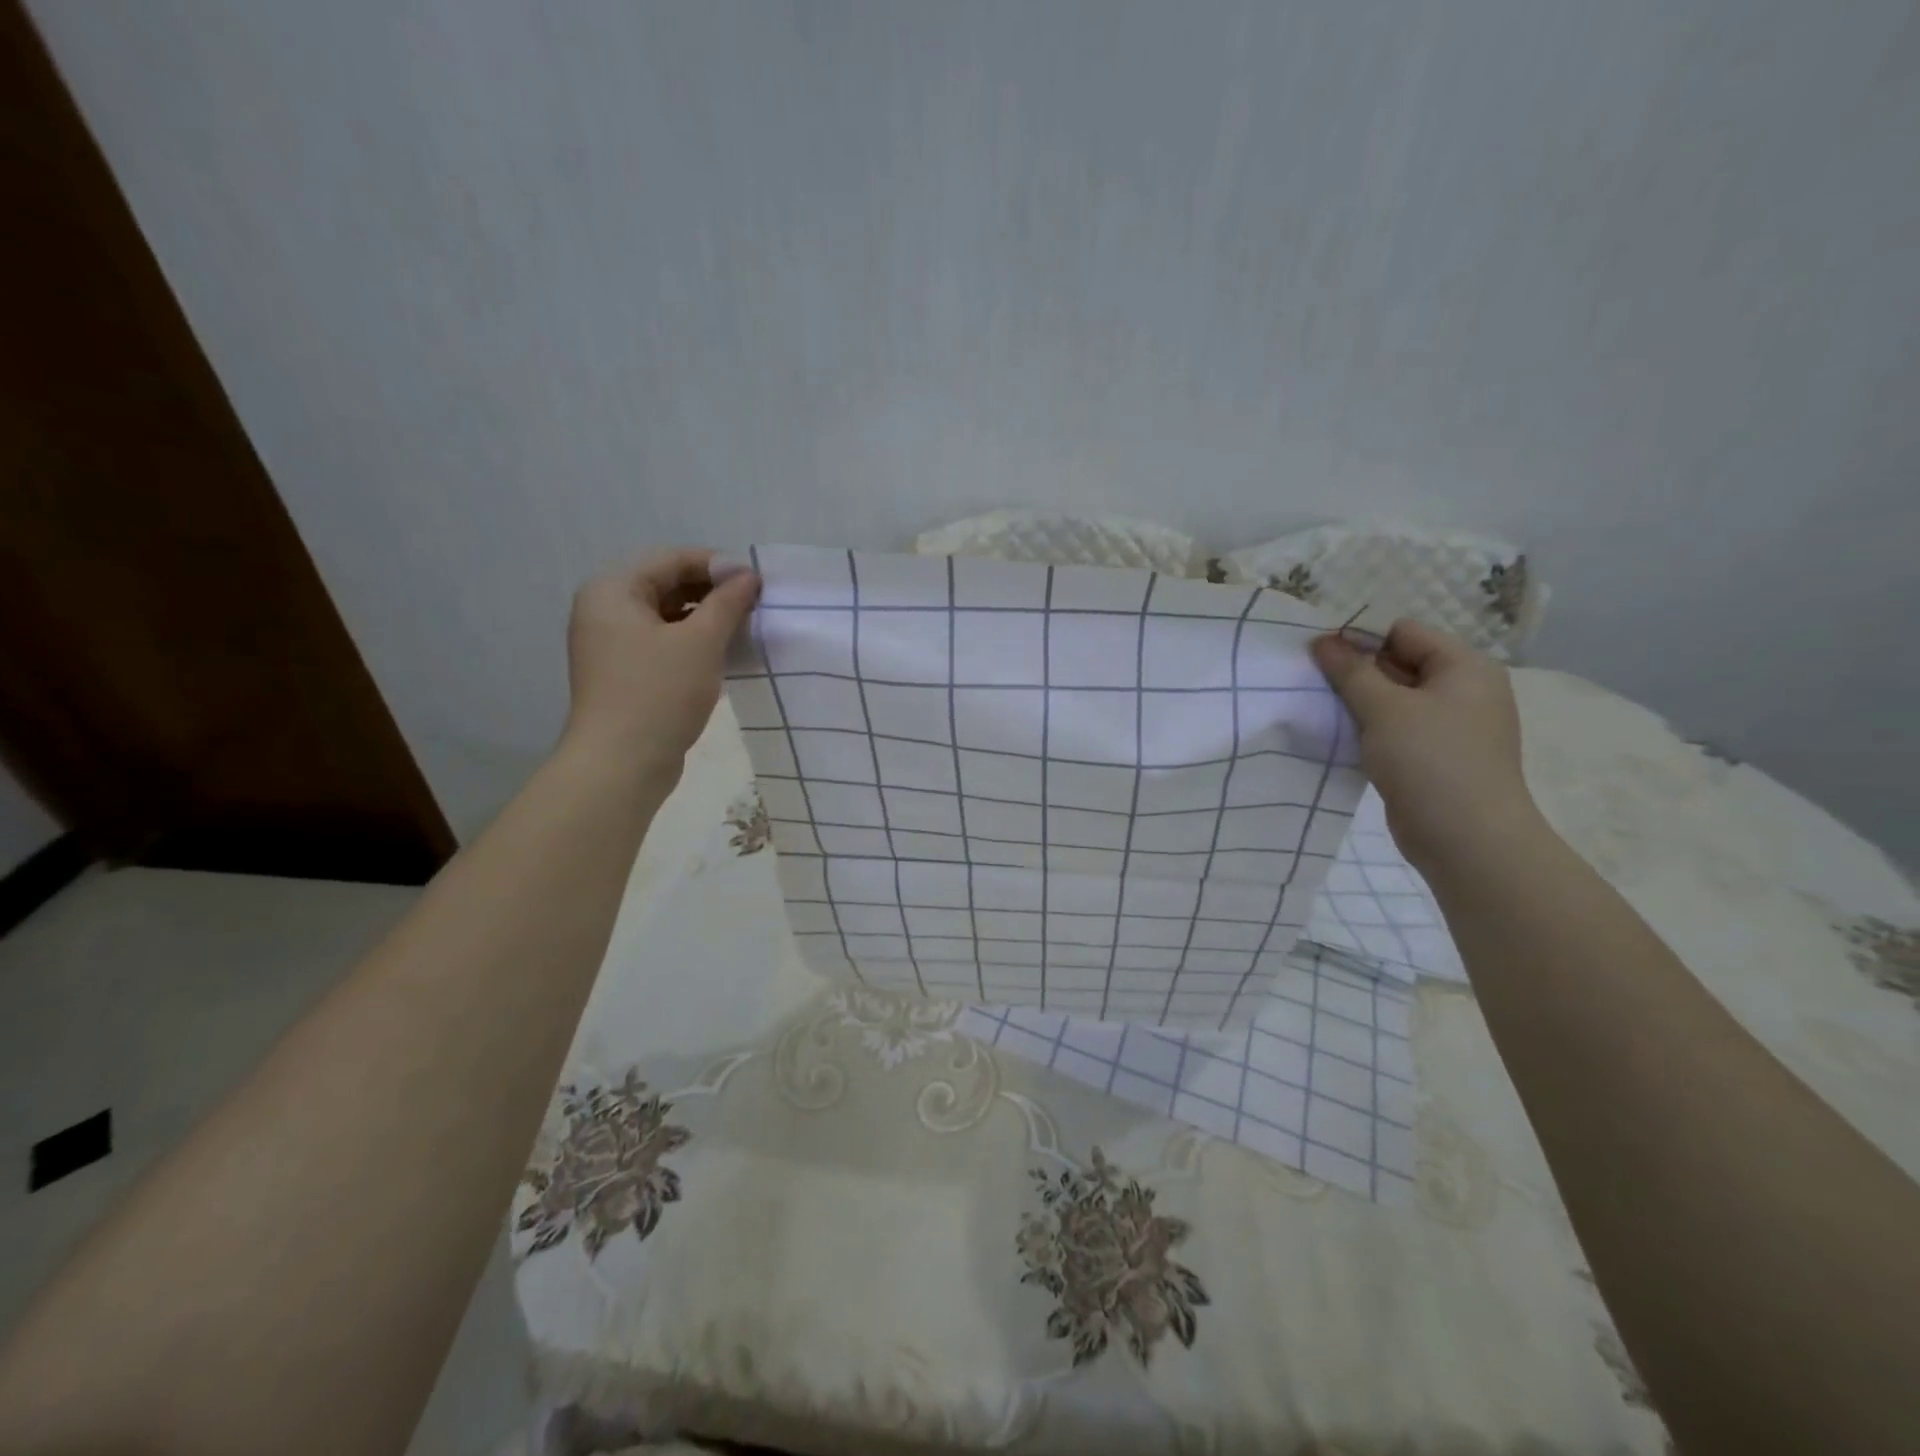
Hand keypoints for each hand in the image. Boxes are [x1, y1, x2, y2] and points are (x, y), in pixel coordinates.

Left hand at [561, 549, 759, 778]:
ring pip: (667, 616)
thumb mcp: (700, 642)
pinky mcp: (624, 672)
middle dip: (712, 591)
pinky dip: (693, 642)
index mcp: (613, 590)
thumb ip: (727, 602)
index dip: (717, 564)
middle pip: (667, 585)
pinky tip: (724, 653)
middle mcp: (605, 610)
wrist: (621, 765)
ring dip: (706, 618)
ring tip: (745, 628)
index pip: (671, 559)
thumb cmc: (659, 693)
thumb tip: (748, 574)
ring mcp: (611, 644)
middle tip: (756, 604)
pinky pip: (663, 643)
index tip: (757, 581)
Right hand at [1311, 619, 1536, 870]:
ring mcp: (1451, 726)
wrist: (1467, 840)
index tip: (1317, 653)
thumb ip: (1351, 671)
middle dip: (1355, 671)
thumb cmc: (1430, 760)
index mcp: (1464, 667)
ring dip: (1358, 702)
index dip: (1360, 638)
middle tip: (1309, 679)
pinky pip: (1396, 729)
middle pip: (1399, 664)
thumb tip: (1322, 641)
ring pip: (1394, 700)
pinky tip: (1340, 736)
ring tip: (1319, 707)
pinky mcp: (1435, 757)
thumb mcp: (1384, 708)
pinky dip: (1369, 729)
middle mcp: (1463, 690)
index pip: (1404, 633)